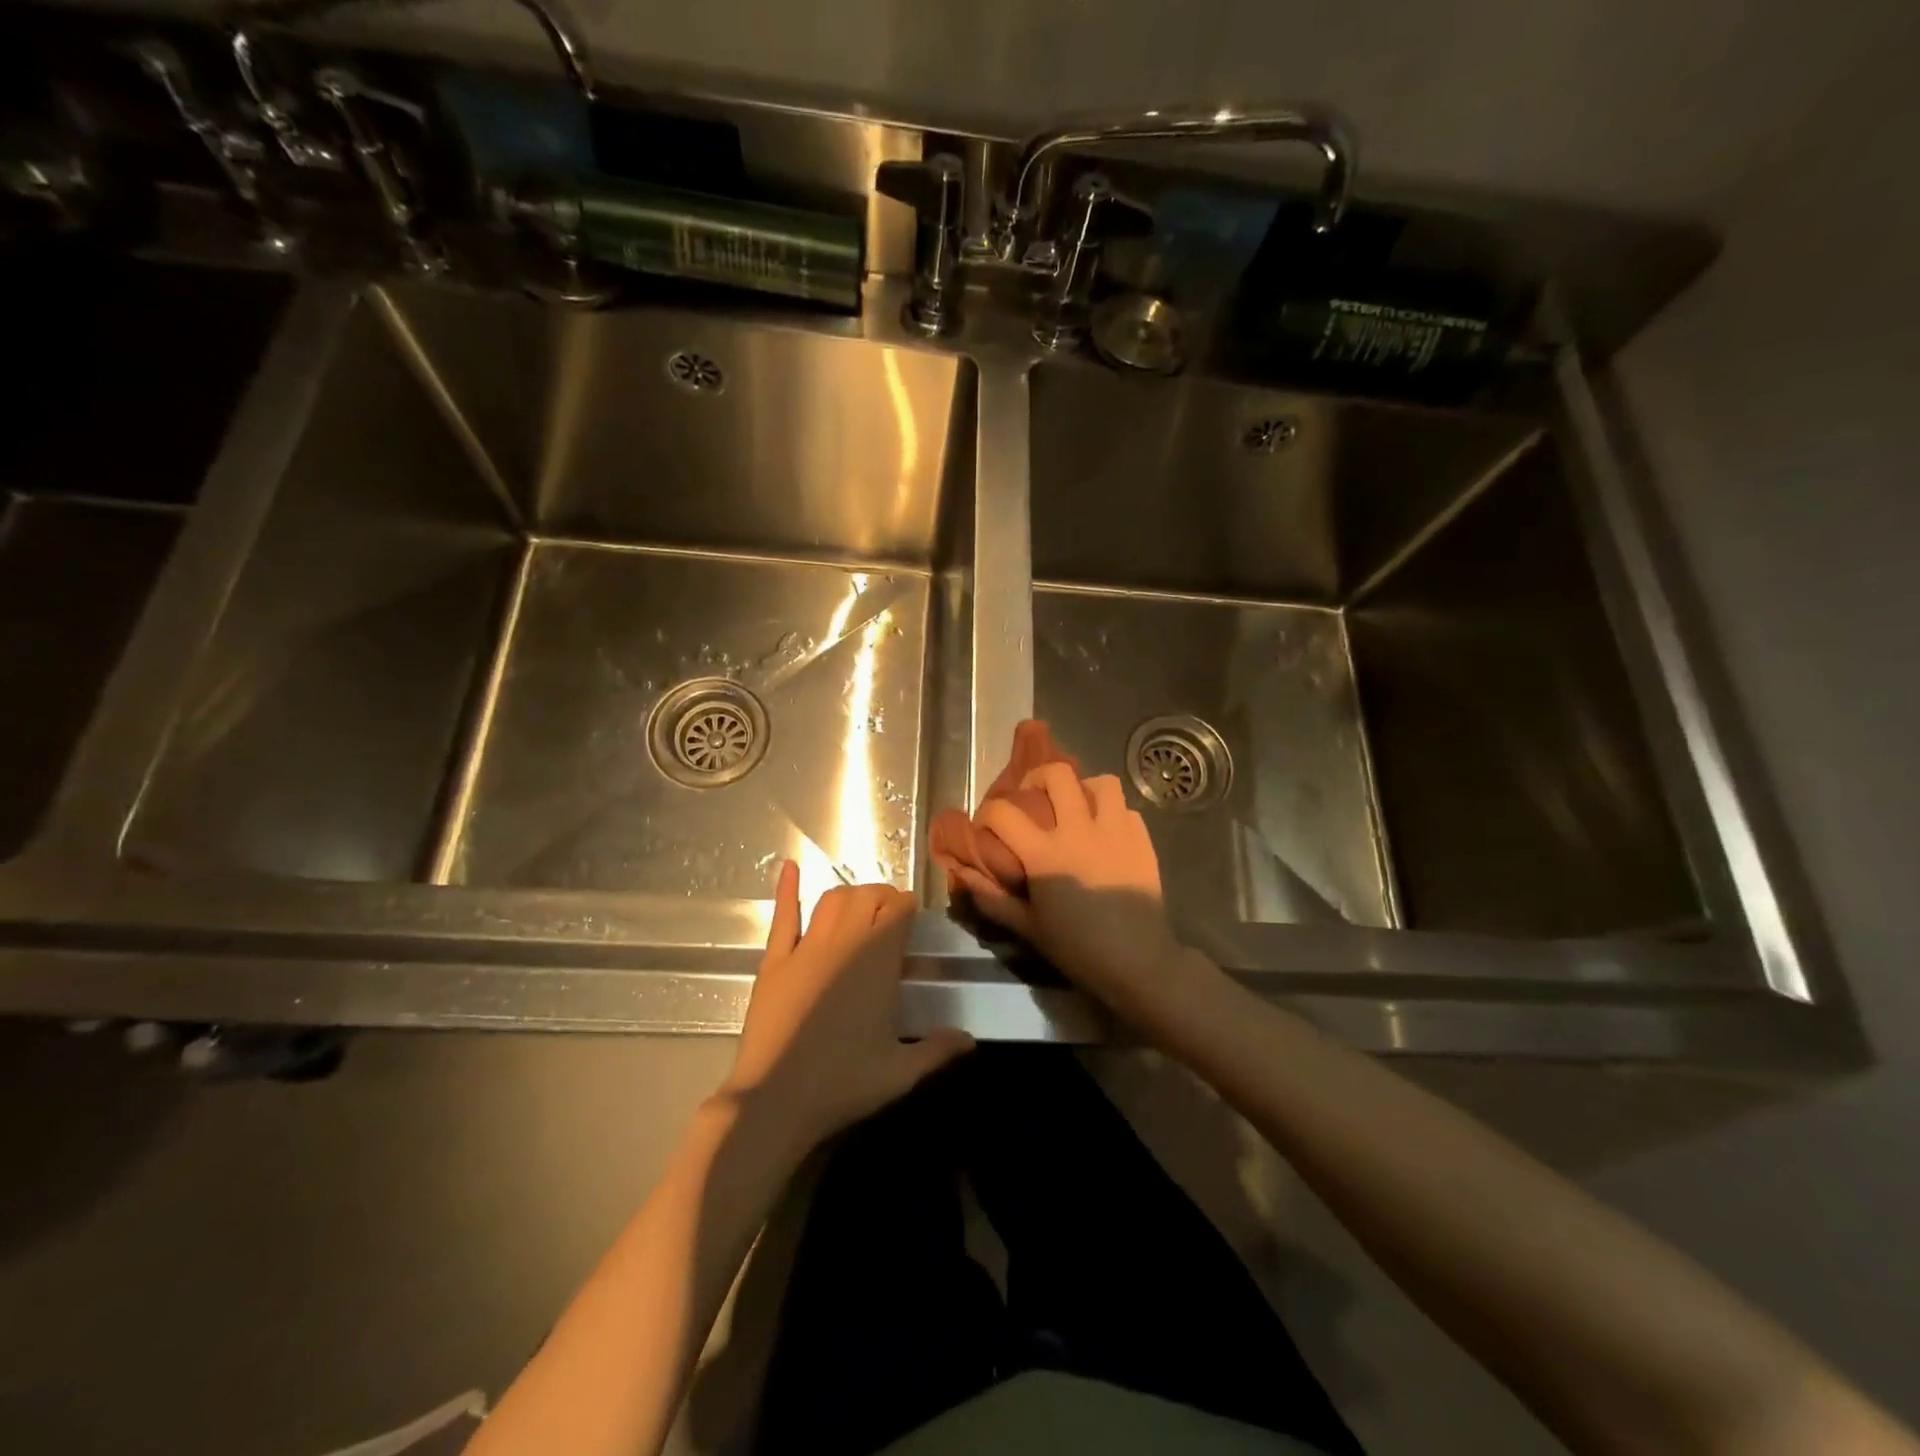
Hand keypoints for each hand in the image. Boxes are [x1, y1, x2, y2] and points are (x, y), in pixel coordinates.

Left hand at [721, 861, 973, 1151]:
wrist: (774, 1100)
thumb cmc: (842, 1084)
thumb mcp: (900, 1073)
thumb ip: (938, 1051)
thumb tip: (970, 1040)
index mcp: (878, 961)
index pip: (899, 910)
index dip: (908, 907)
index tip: (913, 918)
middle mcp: (844, 942)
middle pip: (866, 896)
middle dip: (882, 897)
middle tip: (890, 915)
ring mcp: (805, 949)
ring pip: (831, 900)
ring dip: (849, 895)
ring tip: (859, 907)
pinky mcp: (774, 961)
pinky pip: (783, 917)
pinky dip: (786, 889)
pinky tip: (789, 867)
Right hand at [951, 764, 1196, 1024]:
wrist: (1138, 962)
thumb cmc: (1077, 948)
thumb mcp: (1028, 928)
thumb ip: (992, 899)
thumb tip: (963, 875)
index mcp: (1044, 853)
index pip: (1003, 813)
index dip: (987, 813)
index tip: (986, 826)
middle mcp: (1079, 831)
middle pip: (1057, 774)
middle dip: (1038, 778)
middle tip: (1033, 798)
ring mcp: (1115, 831)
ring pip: (1102, 782)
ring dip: (1084, 789)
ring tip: (1076, 808)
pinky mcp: (1142, 840)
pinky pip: (1126, 809)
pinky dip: (1113, 814)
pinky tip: (1106, 833)